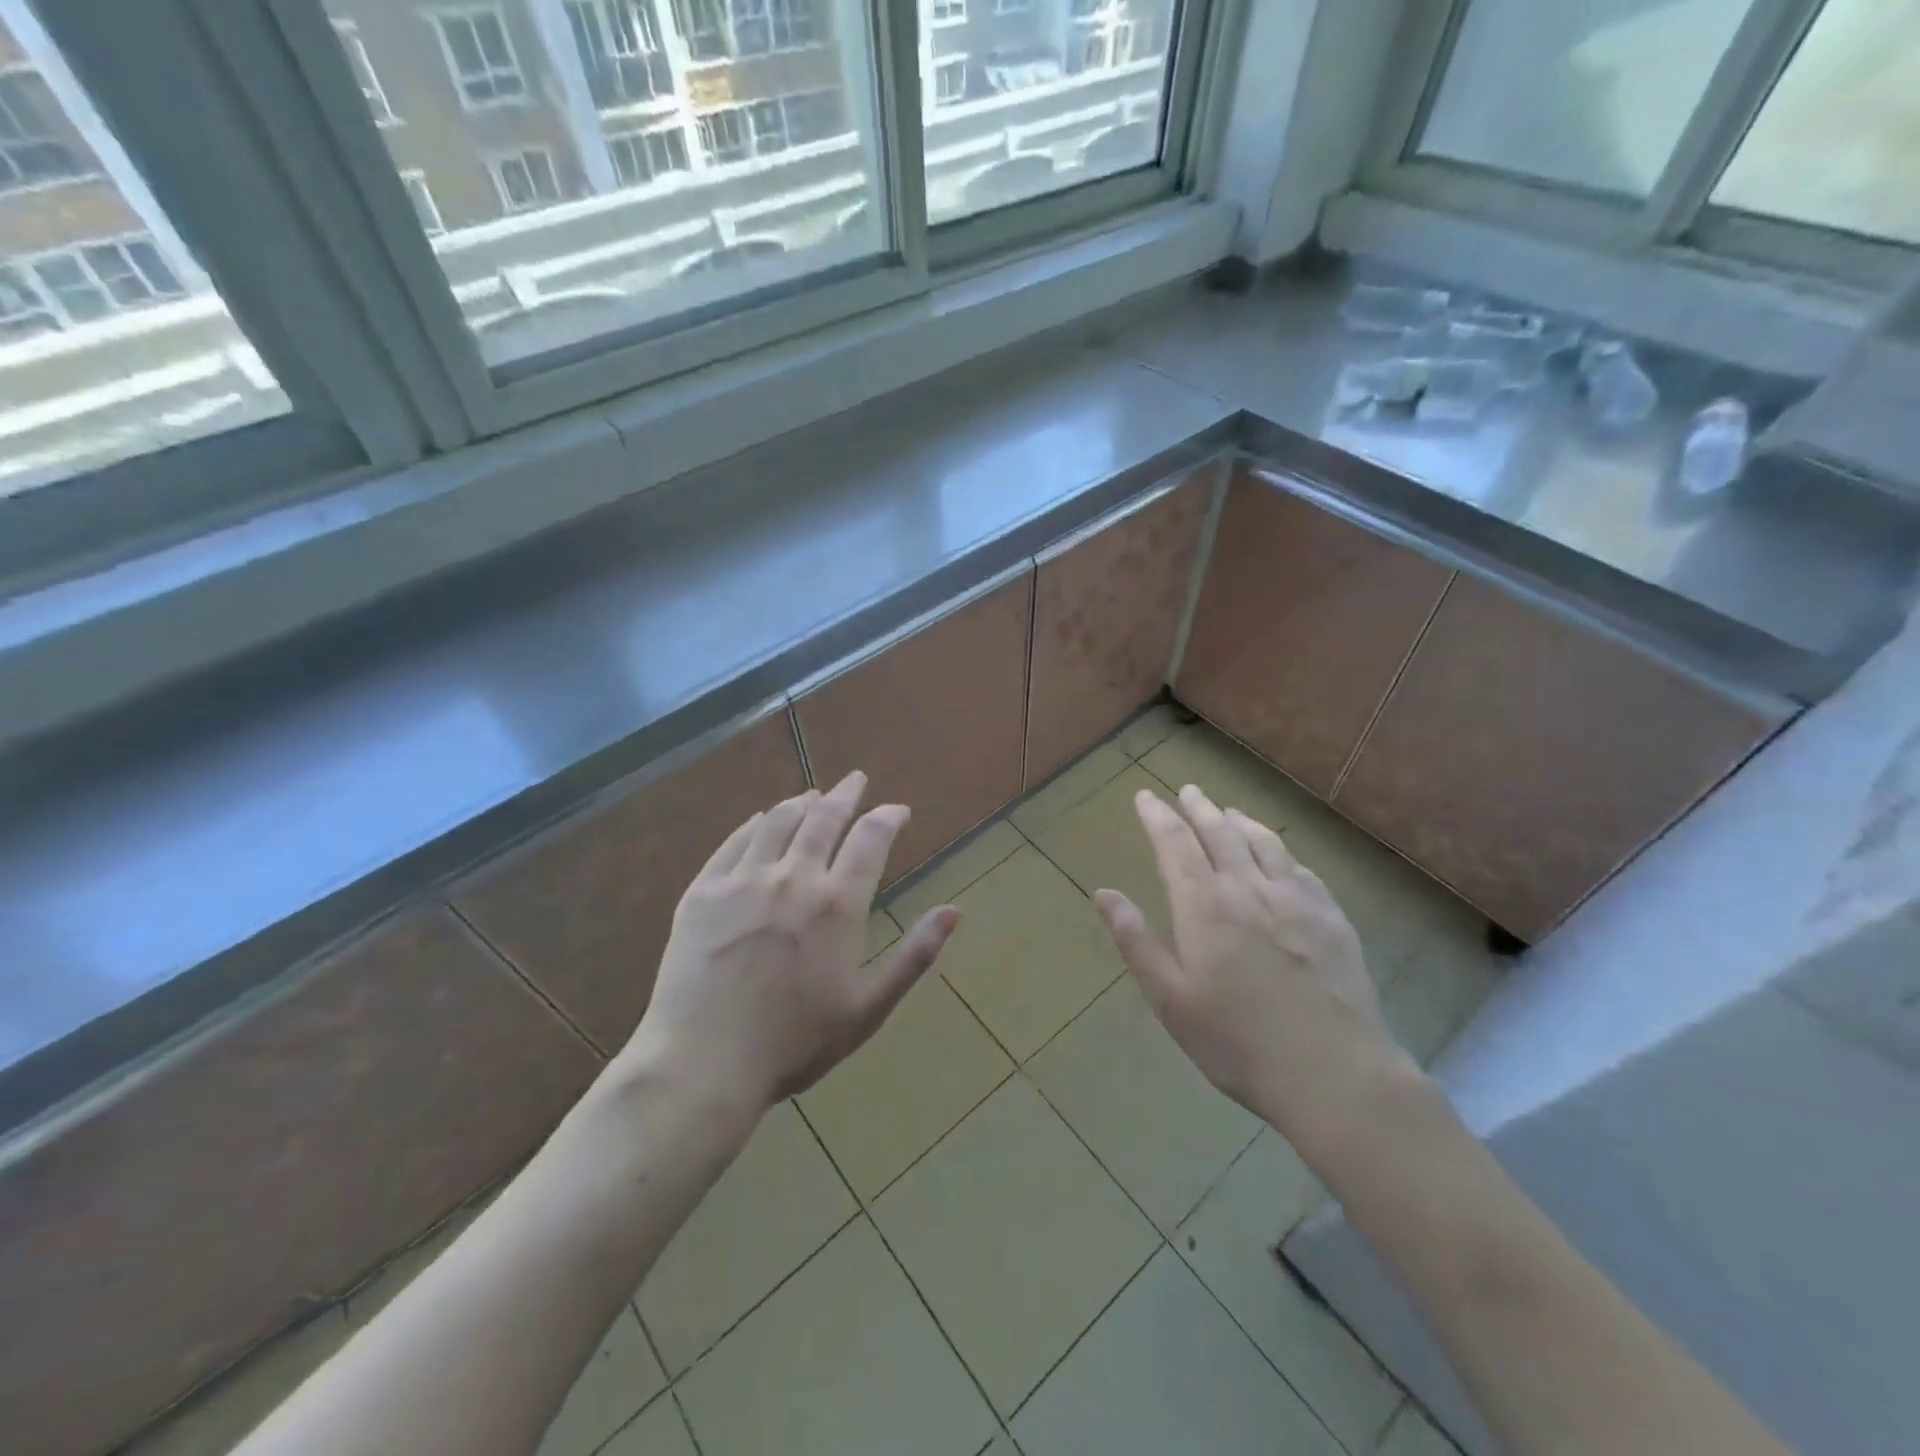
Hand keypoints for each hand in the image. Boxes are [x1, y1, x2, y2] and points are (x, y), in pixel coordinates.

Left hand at [618, 771, 958, 1120]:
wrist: (703, 1064)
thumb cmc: (795, 1043)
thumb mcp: (868, 1008)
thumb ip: (914, 955)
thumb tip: (956, 912)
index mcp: (838, 904)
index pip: (871, 838)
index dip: (888, 817)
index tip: (898, 810)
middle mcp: (794, 877)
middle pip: (824, 818)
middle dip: (845, 794)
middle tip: (856, 779)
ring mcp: (743, 881)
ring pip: (778, 822)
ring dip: (800, 803)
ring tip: (811, 795)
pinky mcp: (702, 892)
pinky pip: (733, 843)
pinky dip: (754, 825)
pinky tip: (760, 821)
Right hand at [1093, 784, 1415, 1152]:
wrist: (1334, 1074)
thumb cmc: (1237, 1042)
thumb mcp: (1171, 999)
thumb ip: (1136, 942)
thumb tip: (1103, 894)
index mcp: (1205, 907)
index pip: (1175, 844)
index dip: (1158, 816)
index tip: (1145, 796)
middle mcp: (1249, 889)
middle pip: (1220, 832)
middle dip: (1199, 808)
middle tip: (1187, 790)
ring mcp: (1296, 900)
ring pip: (1263, 842)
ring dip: (1240, 821)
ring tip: (1227, 810)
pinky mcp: (1332, 917)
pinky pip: (1300, 867)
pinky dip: (1280, 849)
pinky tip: (1279, 853)